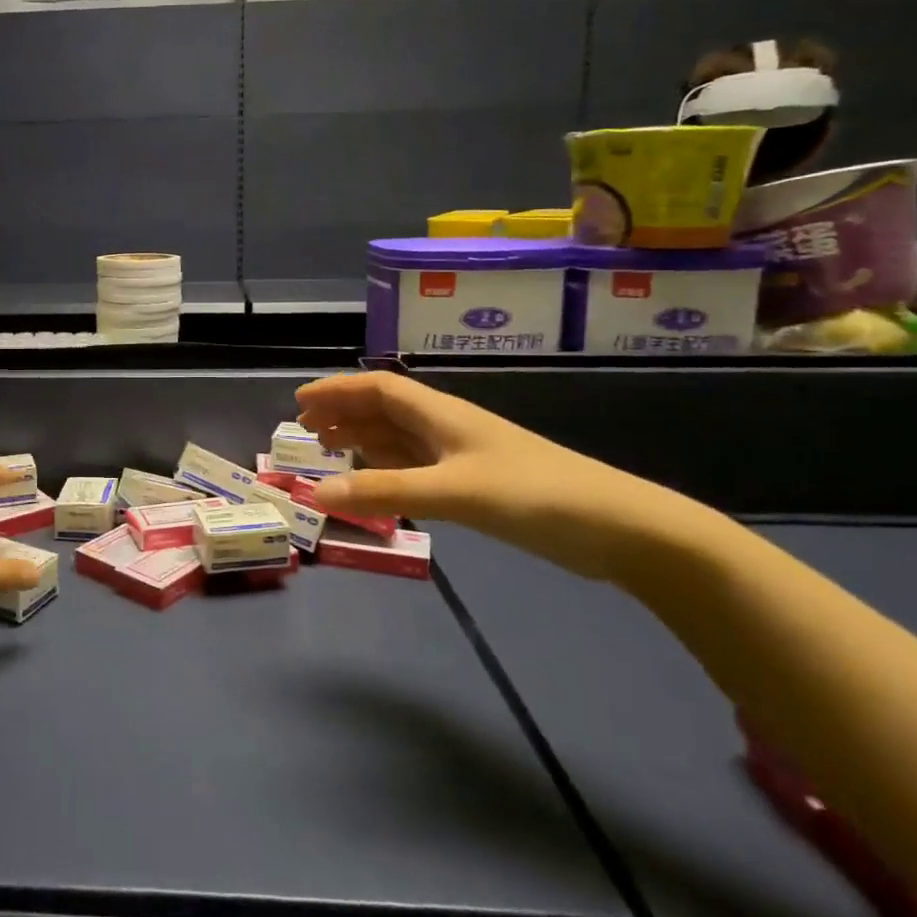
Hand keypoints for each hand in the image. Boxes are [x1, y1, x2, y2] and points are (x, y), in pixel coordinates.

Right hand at [295, 371, 728, 583]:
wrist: (617, 527)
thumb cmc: (533, 494)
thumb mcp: (453, 491)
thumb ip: (384, 491)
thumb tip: (316, 492)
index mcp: (441, 414)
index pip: (378, 389)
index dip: (337, 390)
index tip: (299, 404)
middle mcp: (448, 427)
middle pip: (385, 410)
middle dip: (343, 414)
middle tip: (305, 431)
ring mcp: (464, 457)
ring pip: (400, 439)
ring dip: (362, 440)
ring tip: (328, 450)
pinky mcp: (477, 485)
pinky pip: (416, 467)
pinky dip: (387, 468)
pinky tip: (375, 479)